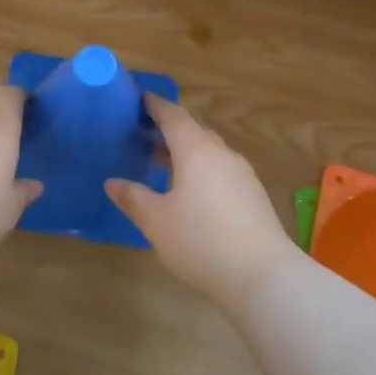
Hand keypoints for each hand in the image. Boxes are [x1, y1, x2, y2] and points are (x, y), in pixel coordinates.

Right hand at [105, 95, 297, 311]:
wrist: (262, 275)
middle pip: (195, 131)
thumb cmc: (201, 241)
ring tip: (164, 161)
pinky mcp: (253, 196)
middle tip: (146, 133)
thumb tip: (112, 183)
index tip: (142, 99)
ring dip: (187, 151)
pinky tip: (192, 190)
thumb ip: (133, 198)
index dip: (157, 106)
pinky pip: (222, 170)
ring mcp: (242, 175)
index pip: (174, 117)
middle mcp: (222, 155)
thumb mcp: (157, 221)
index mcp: (197, 151)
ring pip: (210, 152)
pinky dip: (202, 169)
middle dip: (170, 129)